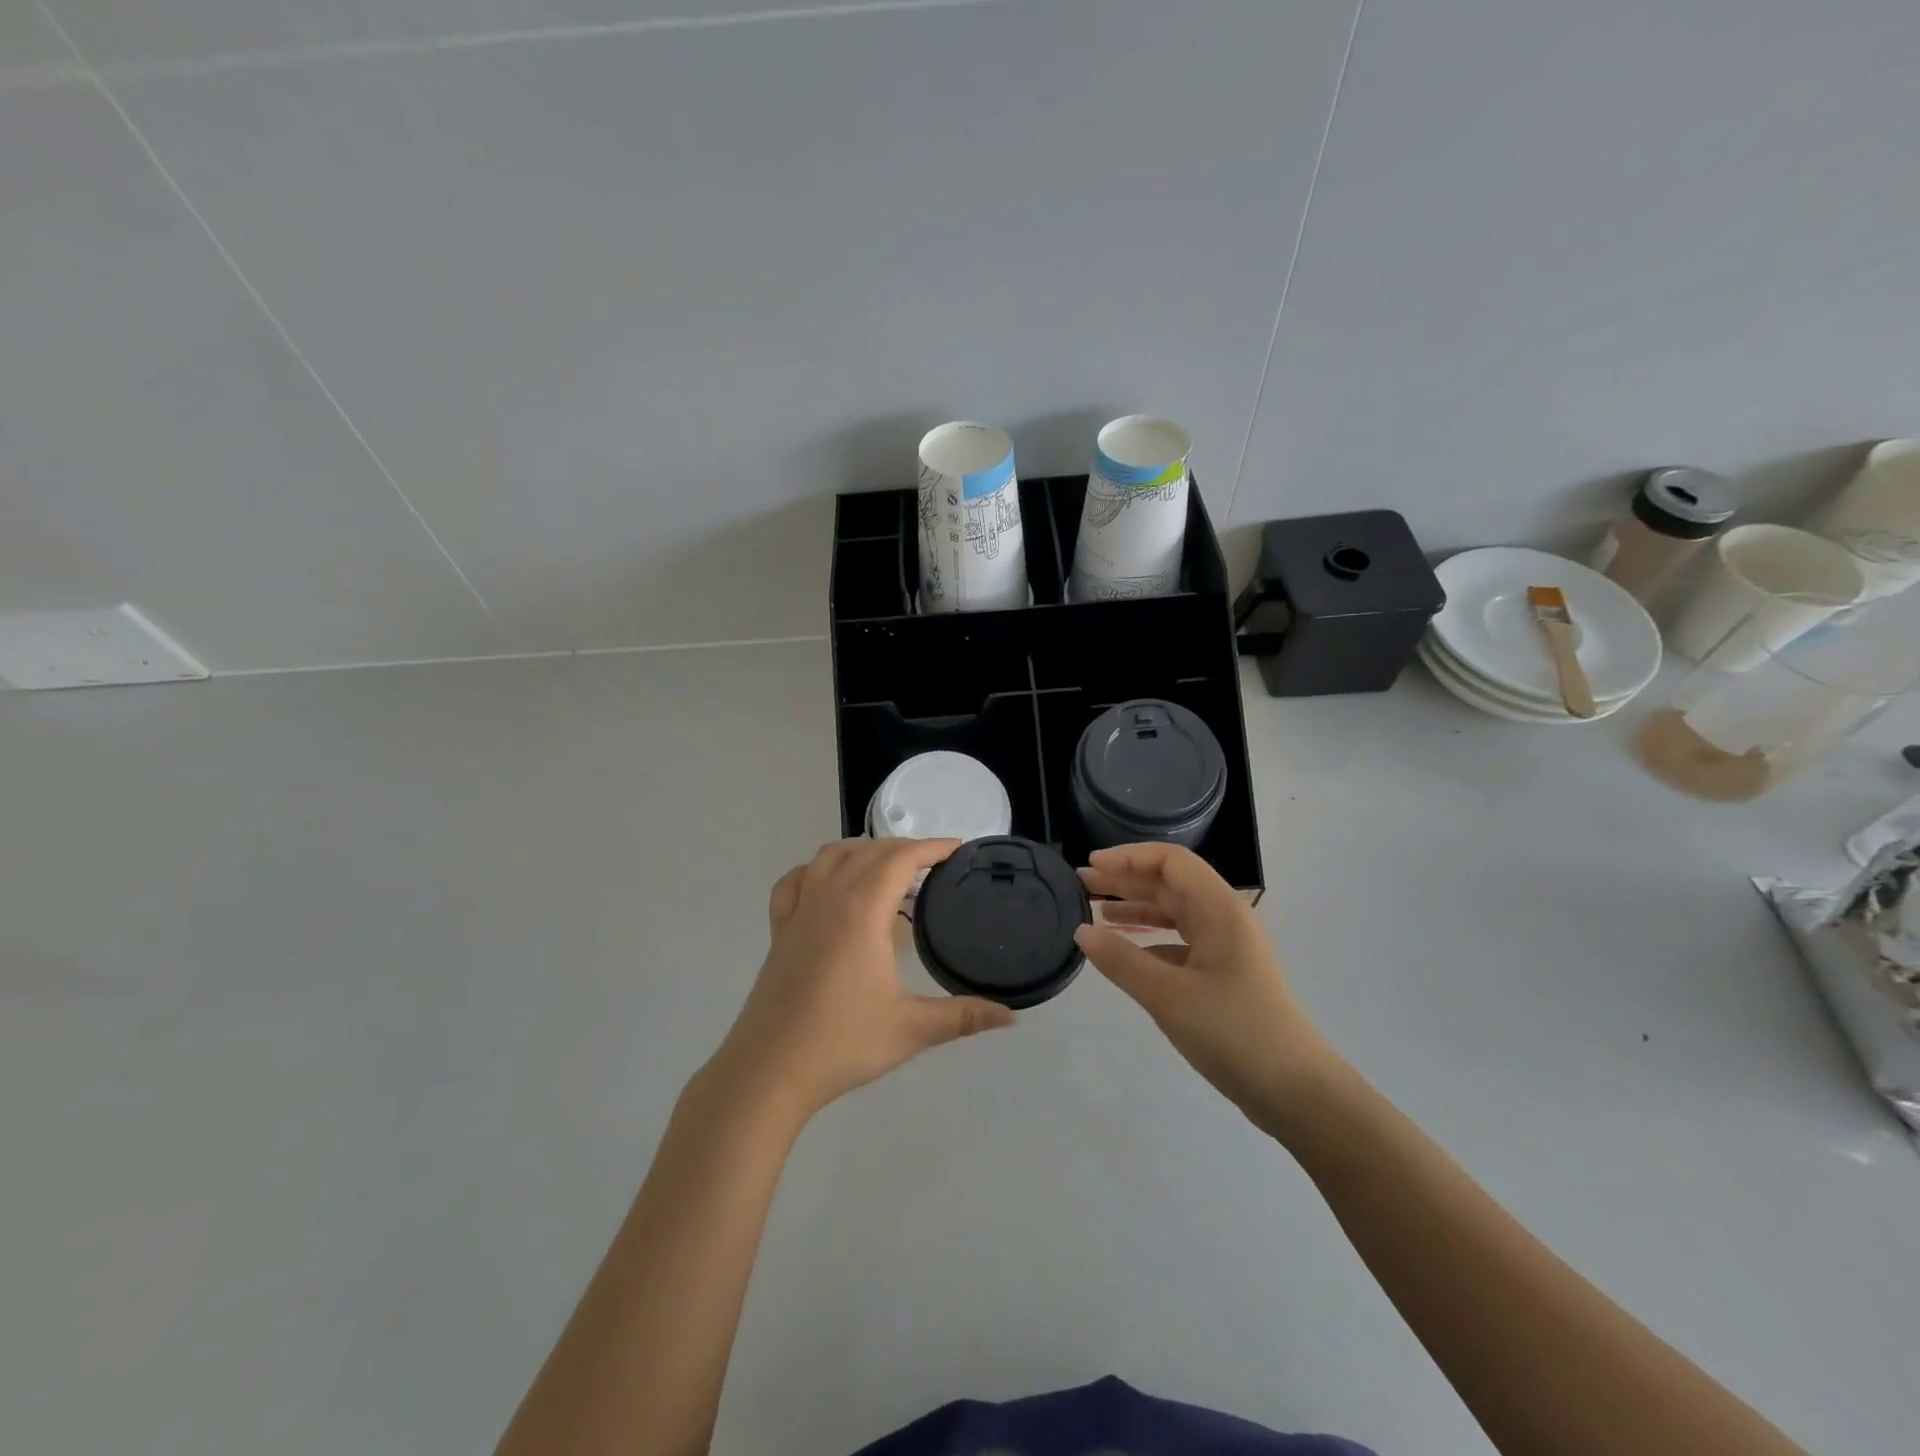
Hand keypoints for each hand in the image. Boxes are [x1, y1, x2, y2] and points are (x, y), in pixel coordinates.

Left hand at [710, 838, 1014, 1120]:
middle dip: (904, 848)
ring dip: (862, 851)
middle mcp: (829, 898)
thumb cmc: (842, 1043)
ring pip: (830, 856)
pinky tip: (829, 886)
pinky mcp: (779, 930)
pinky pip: (795, 881)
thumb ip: (963, 1016)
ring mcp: (799, 911)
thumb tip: (1012, 1017)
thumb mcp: (911, 1029)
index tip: (958, 849)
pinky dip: (817, 871)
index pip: (901, 858)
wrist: (769, 1071)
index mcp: (861, 910)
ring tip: (888, 868)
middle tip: (934, 865)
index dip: (932, 847)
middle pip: (869, 851)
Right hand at [1075, 843, 1334, 1127]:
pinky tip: (1124, 953)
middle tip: (1082, 883)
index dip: (1129, 857)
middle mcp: (1224, 919)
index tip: (1092, 864)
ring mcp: (1226, 947)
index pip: (1171, 861)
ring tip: (1096, 911)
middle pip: (1170, 883)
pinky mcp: (1223, 974)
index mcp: (1219, 910)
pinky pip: (1180, 942)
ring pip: (1174, 912)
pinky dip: (1149, 940)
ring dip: (1136, 907)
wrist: (1294, 1091)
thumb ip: (1121, 961)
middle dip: (1126, 879)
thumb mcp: (1168, 996)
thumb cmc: (1233, 1033)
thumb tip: (1081, 931)